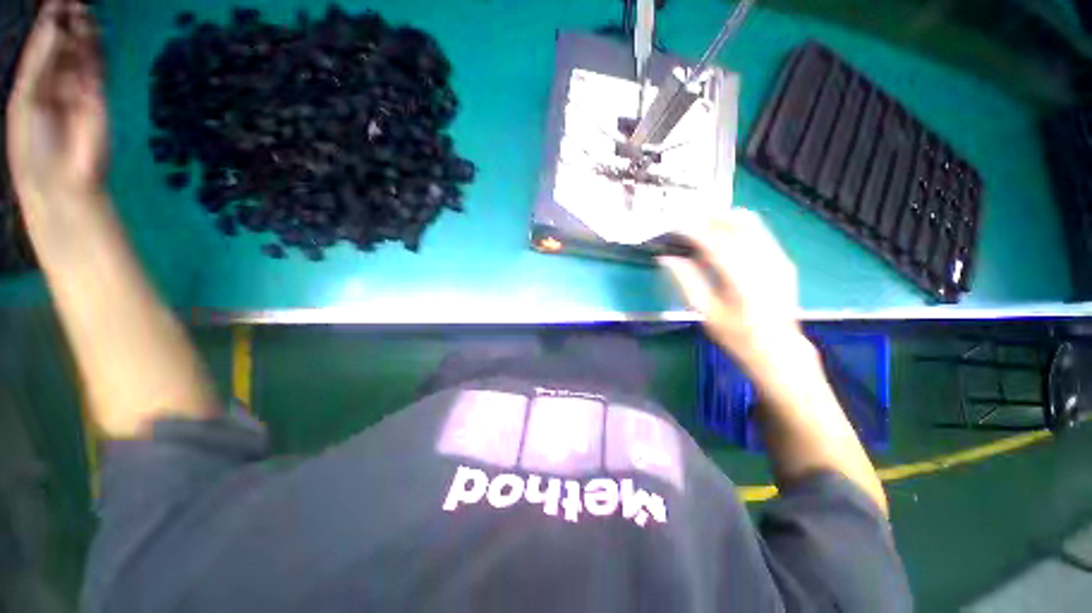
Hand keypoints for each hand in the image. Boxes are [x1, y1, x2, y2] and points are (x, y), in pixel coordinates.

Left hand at [6, 0, 105, 204]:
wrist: (62, 181)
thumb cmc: (33, 145)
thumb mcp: (26, 100)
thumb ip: (39, 62)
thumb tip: (54, 23)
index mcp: (33, 86)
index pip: (41, 48)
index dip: (46, 24)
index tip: (53, 2)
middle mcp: (55, 83)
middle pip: (61, 46)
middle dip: (64, 23)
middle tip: (68, 0)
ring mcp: (78, 90)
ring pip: (80, 54)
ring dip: (80, 31)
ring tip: (79, 6)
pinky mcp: (98, 97)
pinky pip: (95, 67)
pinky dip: (93, 48)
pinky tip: (90, 28)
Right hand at [660, 208, 804, 372]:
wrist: (779, 350)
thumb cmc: (737, 336)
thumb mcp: (706, 313)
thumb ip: (687, 282)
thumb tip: (668, 259)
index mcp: (741, 281)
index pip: (714, 244)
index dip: (693, 231)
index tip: (676, 226)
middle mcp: (764, 264)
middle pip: (737, 225)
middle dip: (710, 218)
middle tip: (689, 221)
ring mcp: (778, 260)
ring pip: (752, 224)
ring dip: (726, 219)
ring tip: (704, 224)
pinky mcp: (784, 261)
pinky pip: (761, 232)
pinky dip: (740, 227)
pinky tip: (725, 236)